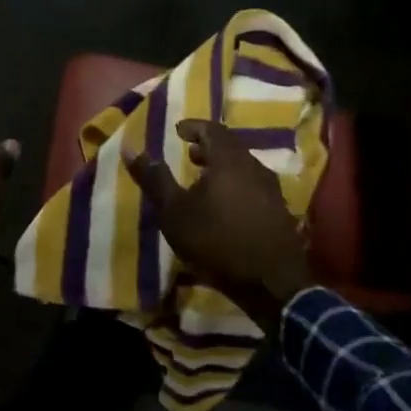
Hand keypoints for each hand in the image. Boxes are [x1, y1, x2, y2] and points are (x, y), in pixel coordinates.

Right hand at [126, 119, 309, 336]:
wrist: (271, 283)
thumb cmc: (216, 241)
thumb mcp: (175, 212)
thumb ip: (155, 179)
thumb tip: (130, 148)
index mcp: (229, 160)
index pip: (212, 129)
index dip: (193, 127)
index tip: (178, 131)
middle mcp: (255, 168)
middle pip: (231, 147)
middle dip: (208, 147)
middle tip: (189, 154)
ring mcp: (272, 191)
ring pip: (244, 167)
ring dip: (222, 168)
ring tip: (203, 180)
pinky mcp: (279, 213)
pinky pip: (253, 187)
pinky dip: (235, 185)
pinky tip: (224, 206)